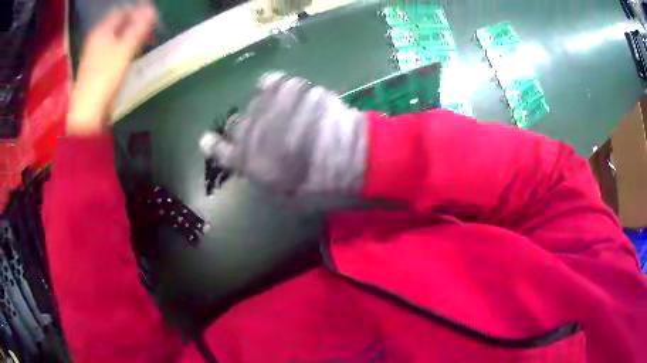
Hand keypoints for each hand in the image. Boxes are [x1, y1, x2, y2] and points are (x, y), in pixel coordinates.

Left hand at [67, 3, 156, 135]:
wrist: (87, 112)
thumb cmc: (105, 77)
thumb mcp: (125, 49)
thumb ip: (139, 27)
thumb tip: (152, 8)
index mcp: (102, 31)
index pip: (122, 11)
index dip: (138, 11)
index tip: (152, 19)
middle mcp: (96, 39)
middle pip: (118, 24)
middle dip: (135, 24)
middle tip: (150, 31)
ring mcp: (94, 53)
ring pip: (115, 37)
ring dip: (130, 36)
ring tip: (143, 43)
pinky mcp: (95, 67)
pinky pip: (112, 49)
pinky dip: (122, 48)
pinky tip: (129, 56)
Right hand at [200, 73, 367, 194]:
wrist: (346, 158)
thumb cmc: (318, 186)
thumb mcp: (286, 195)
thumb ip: (265, 176)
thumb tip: (260, 165)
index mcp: (247, 161)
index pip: (219, 150)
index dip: (213, 145)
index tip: (207, 140)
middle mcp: (250, 132)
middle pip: (234, 123)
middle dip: (246, 127)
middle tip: (264, 130)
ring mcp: (268, 107)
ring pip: (255, 102)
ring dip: (266, 109)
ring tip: (285, 112)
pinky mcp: (288, 89)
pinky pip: (274, 81)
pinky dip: (278, 86)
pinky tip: (288, 91)